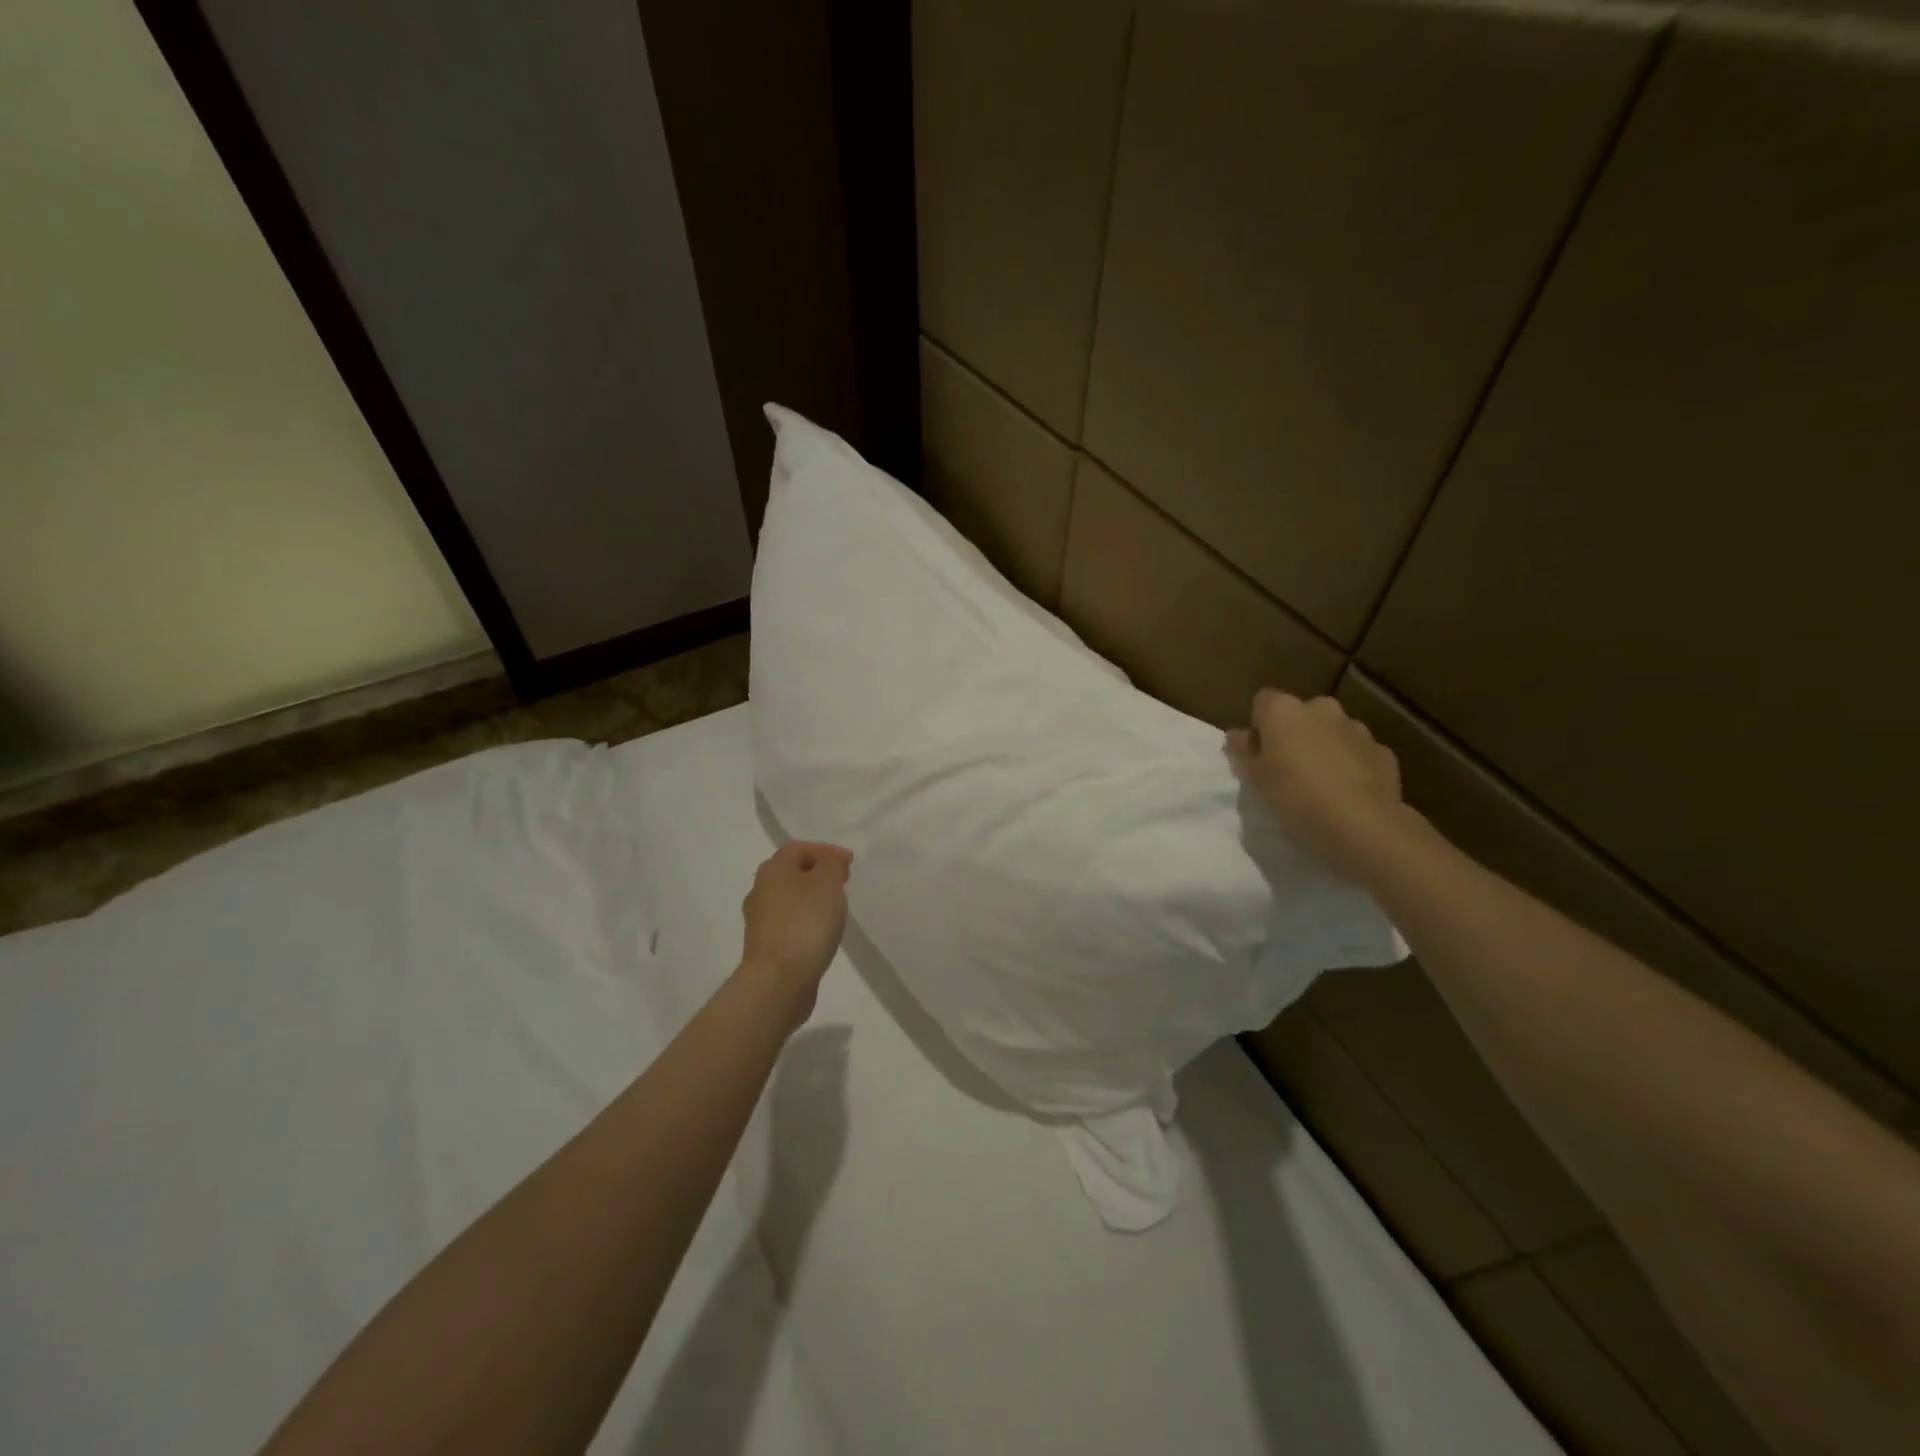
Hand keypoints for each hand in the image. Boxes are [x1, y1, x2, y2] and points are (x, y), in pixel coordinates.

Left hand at [739, 841, 852, 1028]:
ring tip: (836, 910)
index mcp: (773, 869)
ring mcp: (760, 921)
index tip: (850, 864)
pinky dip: (806, 922)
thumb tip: (829, 861)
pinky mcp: (765, 947)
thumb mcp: (828, 882)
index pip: (799, 848)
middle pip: (792, 873)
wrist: (778, 980)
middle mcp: (760, 890)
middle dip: (819, 874)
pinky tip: (822, 934)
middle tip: (843, 883)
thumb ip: (831, 864)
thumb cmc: (805, 923)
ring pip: (790, 899)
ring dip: (812, 900)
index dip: (826, 851)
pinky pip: (789, 924)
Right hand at [1225, 690, 1410, 883]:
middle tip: (1286, 770)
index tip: (1258, 756)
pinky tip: (1347, 794)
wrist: (1363, 826)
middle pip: (1300, 714)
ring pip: (1331, 731)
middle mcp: (1321, 709)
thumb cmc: (1295, 798)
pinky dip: (1351, 765)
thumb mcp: (1255, 780)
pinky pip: (1357, 752)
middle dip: (1294, 735)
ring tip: (1319, 785)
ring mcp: (1356, 728)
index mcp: (1283, 711)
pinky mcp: (1383, 752)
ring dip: (1323, 748)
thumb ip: (1243, 753)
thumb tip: (1237, 736)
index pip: (1262, 702)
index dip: (1259, 727)